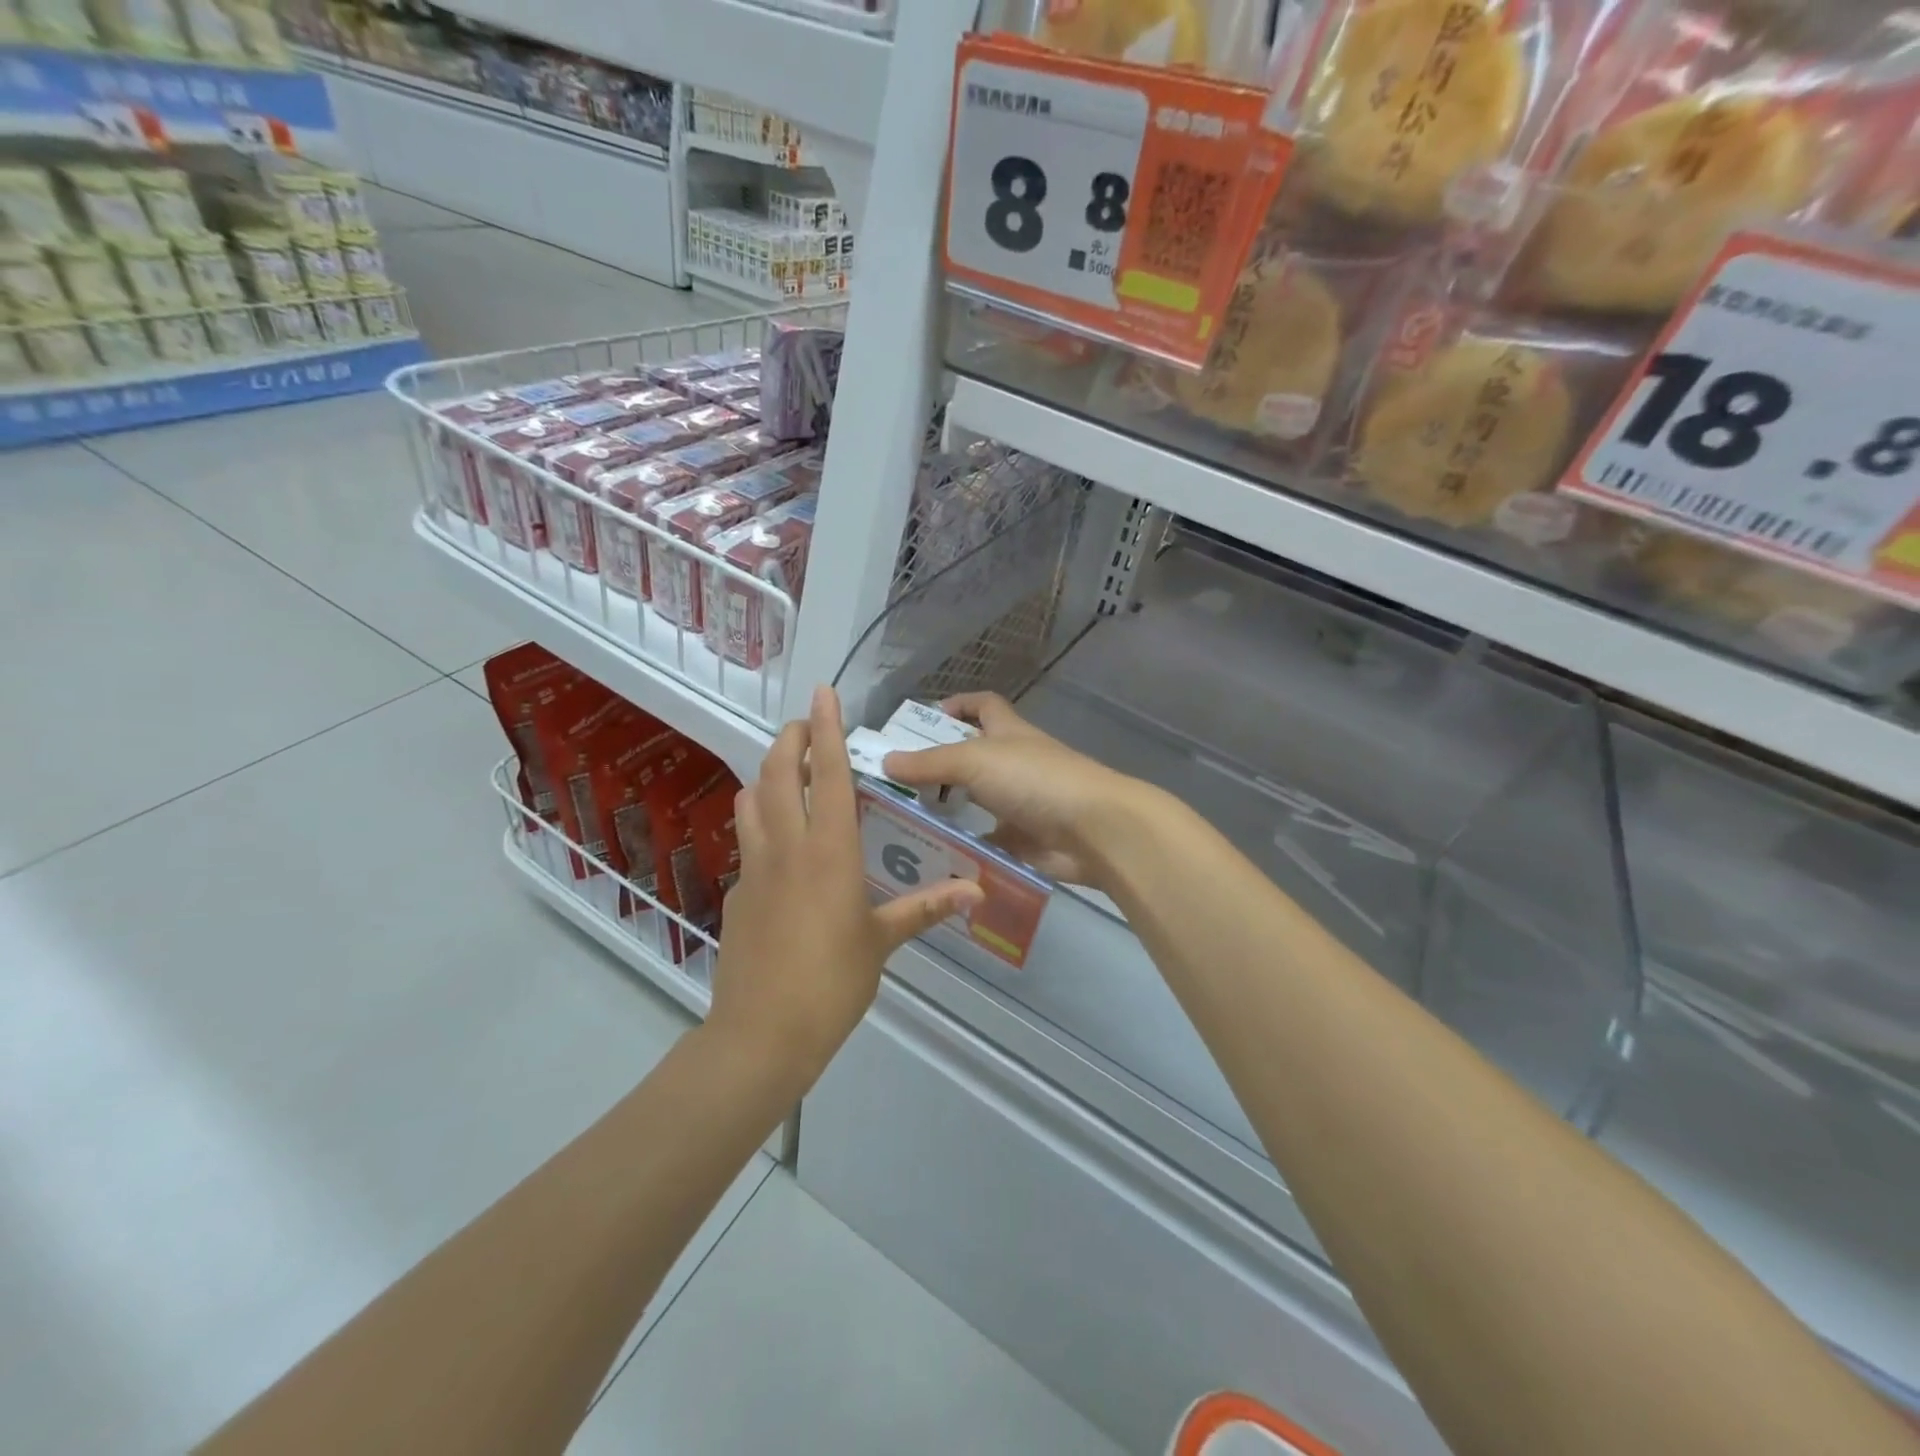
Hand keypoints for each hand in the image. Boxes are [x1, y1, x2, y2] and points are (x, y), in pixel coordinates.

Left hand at [708, 687, 982, 1084]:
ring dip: (768, 774)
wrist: (761, 1034)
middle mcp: (787, 847)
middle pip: (778, 774)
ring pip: (751, 801)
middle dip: (790, 739)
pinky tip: (780, 842)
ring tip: (789, 771)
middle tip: (806, 725)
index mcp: (829, 852)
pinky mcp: (739, 893)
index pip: (829, 775)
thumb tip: (977, 890)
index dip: (827, 730)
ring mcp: (755, 868)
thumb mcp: (883, 942)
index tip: (823, 695)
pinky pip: (748, 840)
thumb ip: (927, 907)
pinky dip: (760, 819)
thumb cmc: (832, 983)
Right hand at [881, 692, 1146, 888]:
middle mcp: (1015, 764)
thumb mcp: (975, 760)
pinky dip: (965, 850)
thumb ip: (930, 763)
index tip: (922, 720)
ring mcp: (1021, 803)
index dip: (957, 705)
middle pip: (973, 757)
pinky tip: (931, 858)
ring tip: (902, 822)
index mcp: (1008, 732)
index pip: (983, 705)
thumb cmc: (1035, 780)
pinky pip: (987, 844)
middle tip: (896, 783)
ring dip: (948, 811)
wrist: (1093, 830)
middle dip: (939, 766)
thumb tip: (886, 760)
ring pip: (977, 803)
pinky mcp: (1024, 841)